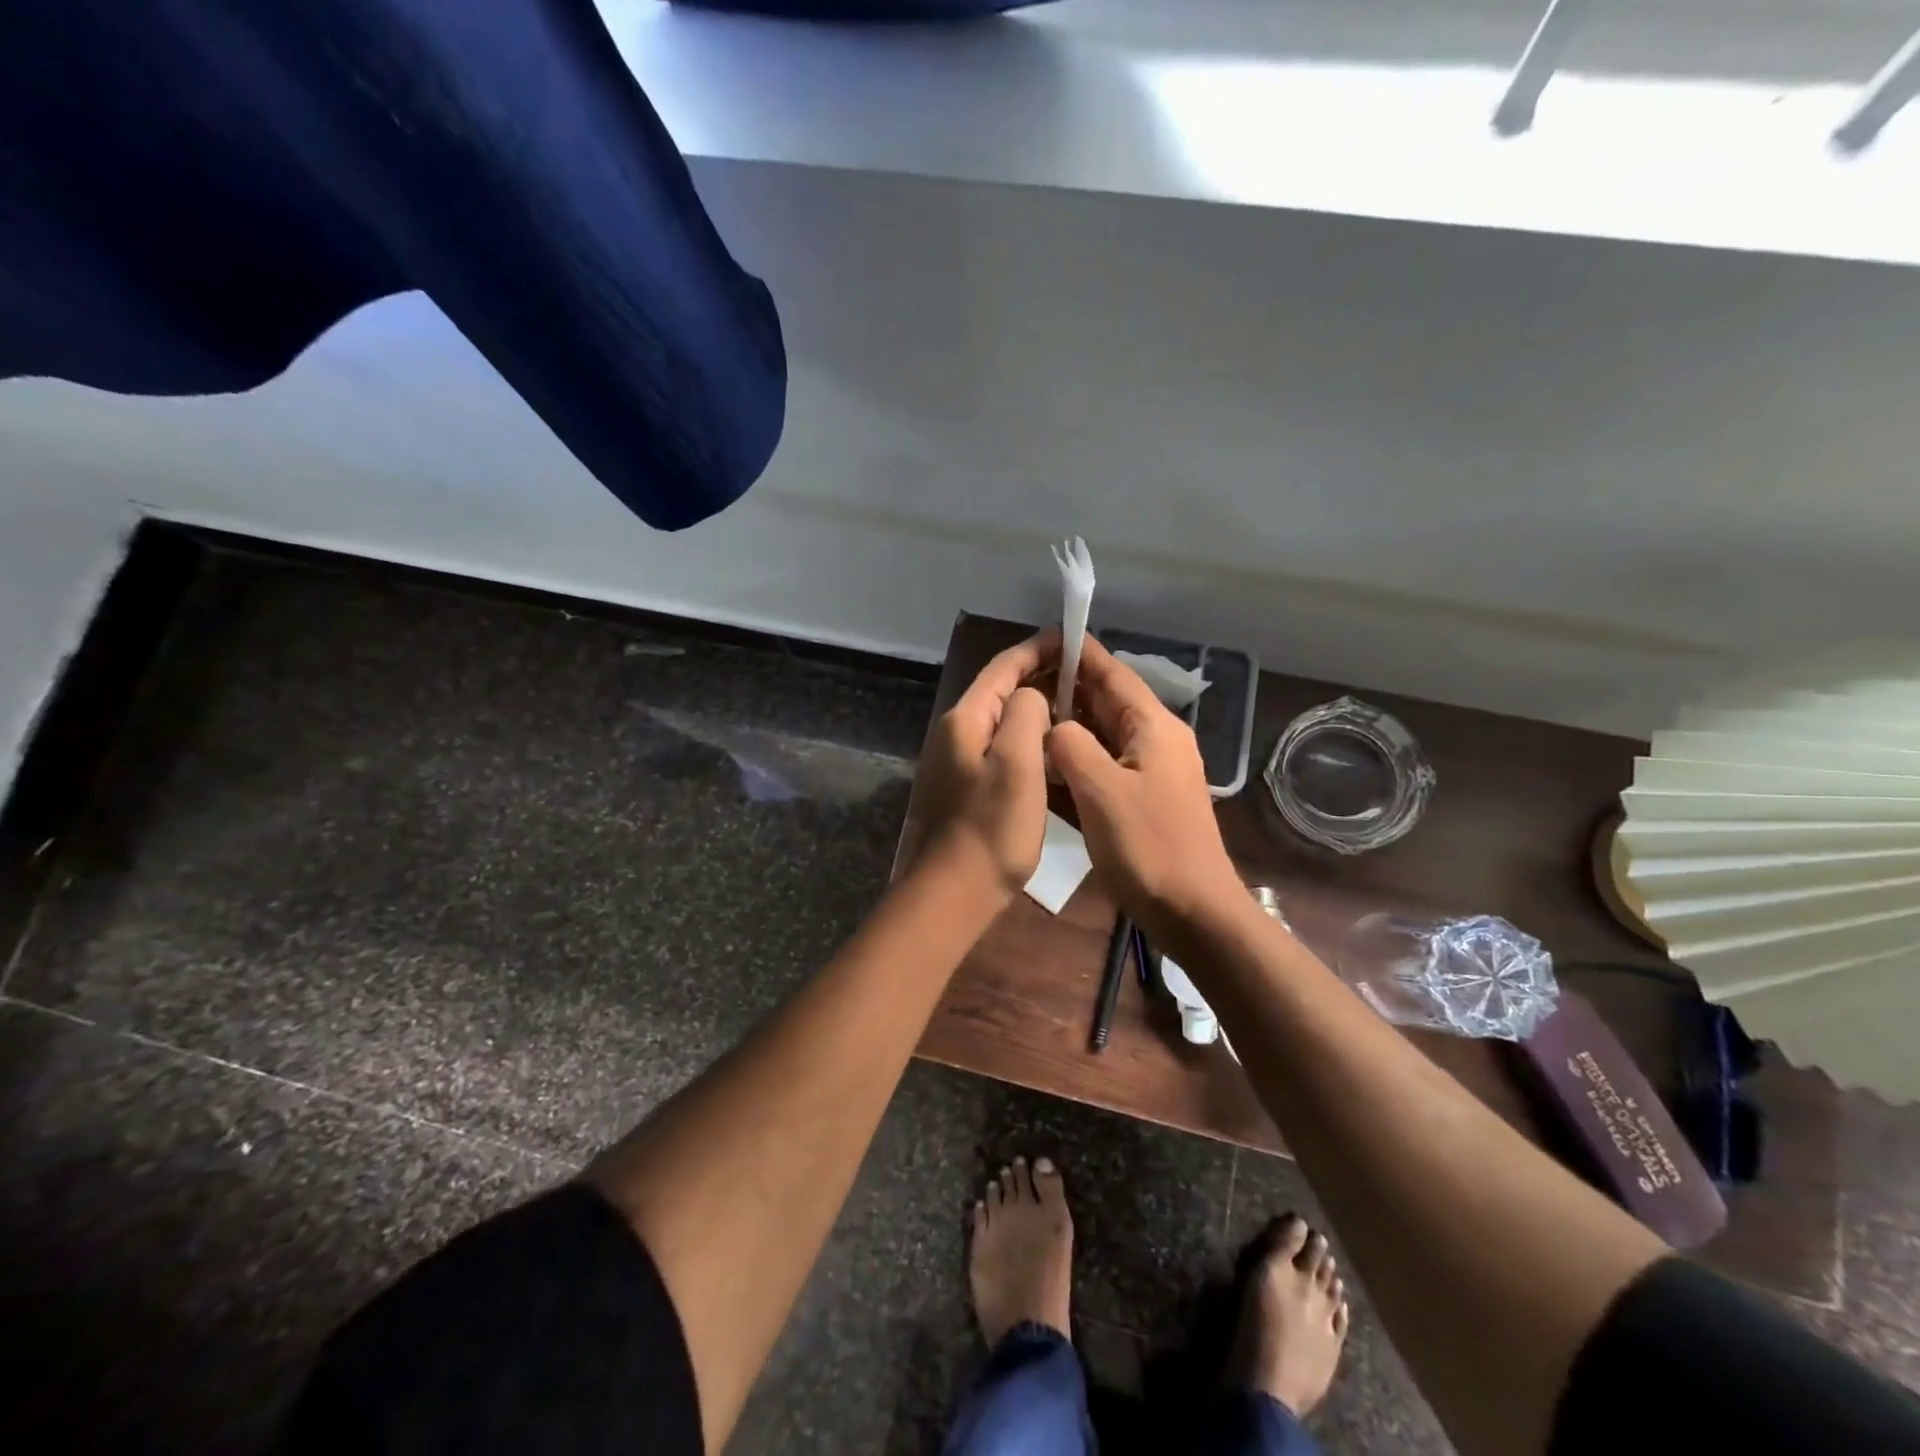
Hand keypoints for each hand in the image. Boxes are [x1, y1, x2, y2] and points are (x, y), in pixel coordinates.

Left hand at [910, 629, 1059, 897]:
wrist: (954, 891)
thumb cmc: (992, 827)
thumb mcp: (1018, 763)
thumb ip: (1026, 714)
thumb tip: (1032, 697)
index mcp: (965, 720)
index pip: (1003, 668)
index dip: (1036, 649)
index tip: (1069, 638)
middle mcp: (955, 733)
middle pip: (999, 691)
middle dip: (1038, 676)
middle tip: (1081, 674)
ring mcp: (955, 761)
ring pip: (1001, 720)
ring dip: (1034, 707)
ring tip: (1073, 707)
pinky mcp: (963, 786)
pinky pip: (999, 747)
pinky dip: (1026, 737)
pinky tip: (1050, 749)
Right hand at [1047, 635, 1241, 943]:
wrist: (1193, 911)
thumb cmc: (1148, 846)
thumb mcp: (1100, 790)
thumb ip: (1070, 745)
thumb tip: (1053, 726)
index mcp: (1153, 727)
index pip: (1113, 674)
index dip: (1082, 653)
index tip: (1049, 635)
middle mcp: (1157, 740)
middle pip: (1110, 700)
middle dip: (1070, 686)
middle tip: (1024, 678)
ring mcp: (1154, 770)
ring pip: (1107, 732)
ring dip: (1072, 721)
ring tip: (1029, 713)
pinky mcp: (1147, 797)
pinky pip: (1108, 761)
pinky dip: (1080, 754)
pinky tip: (1051, 760)